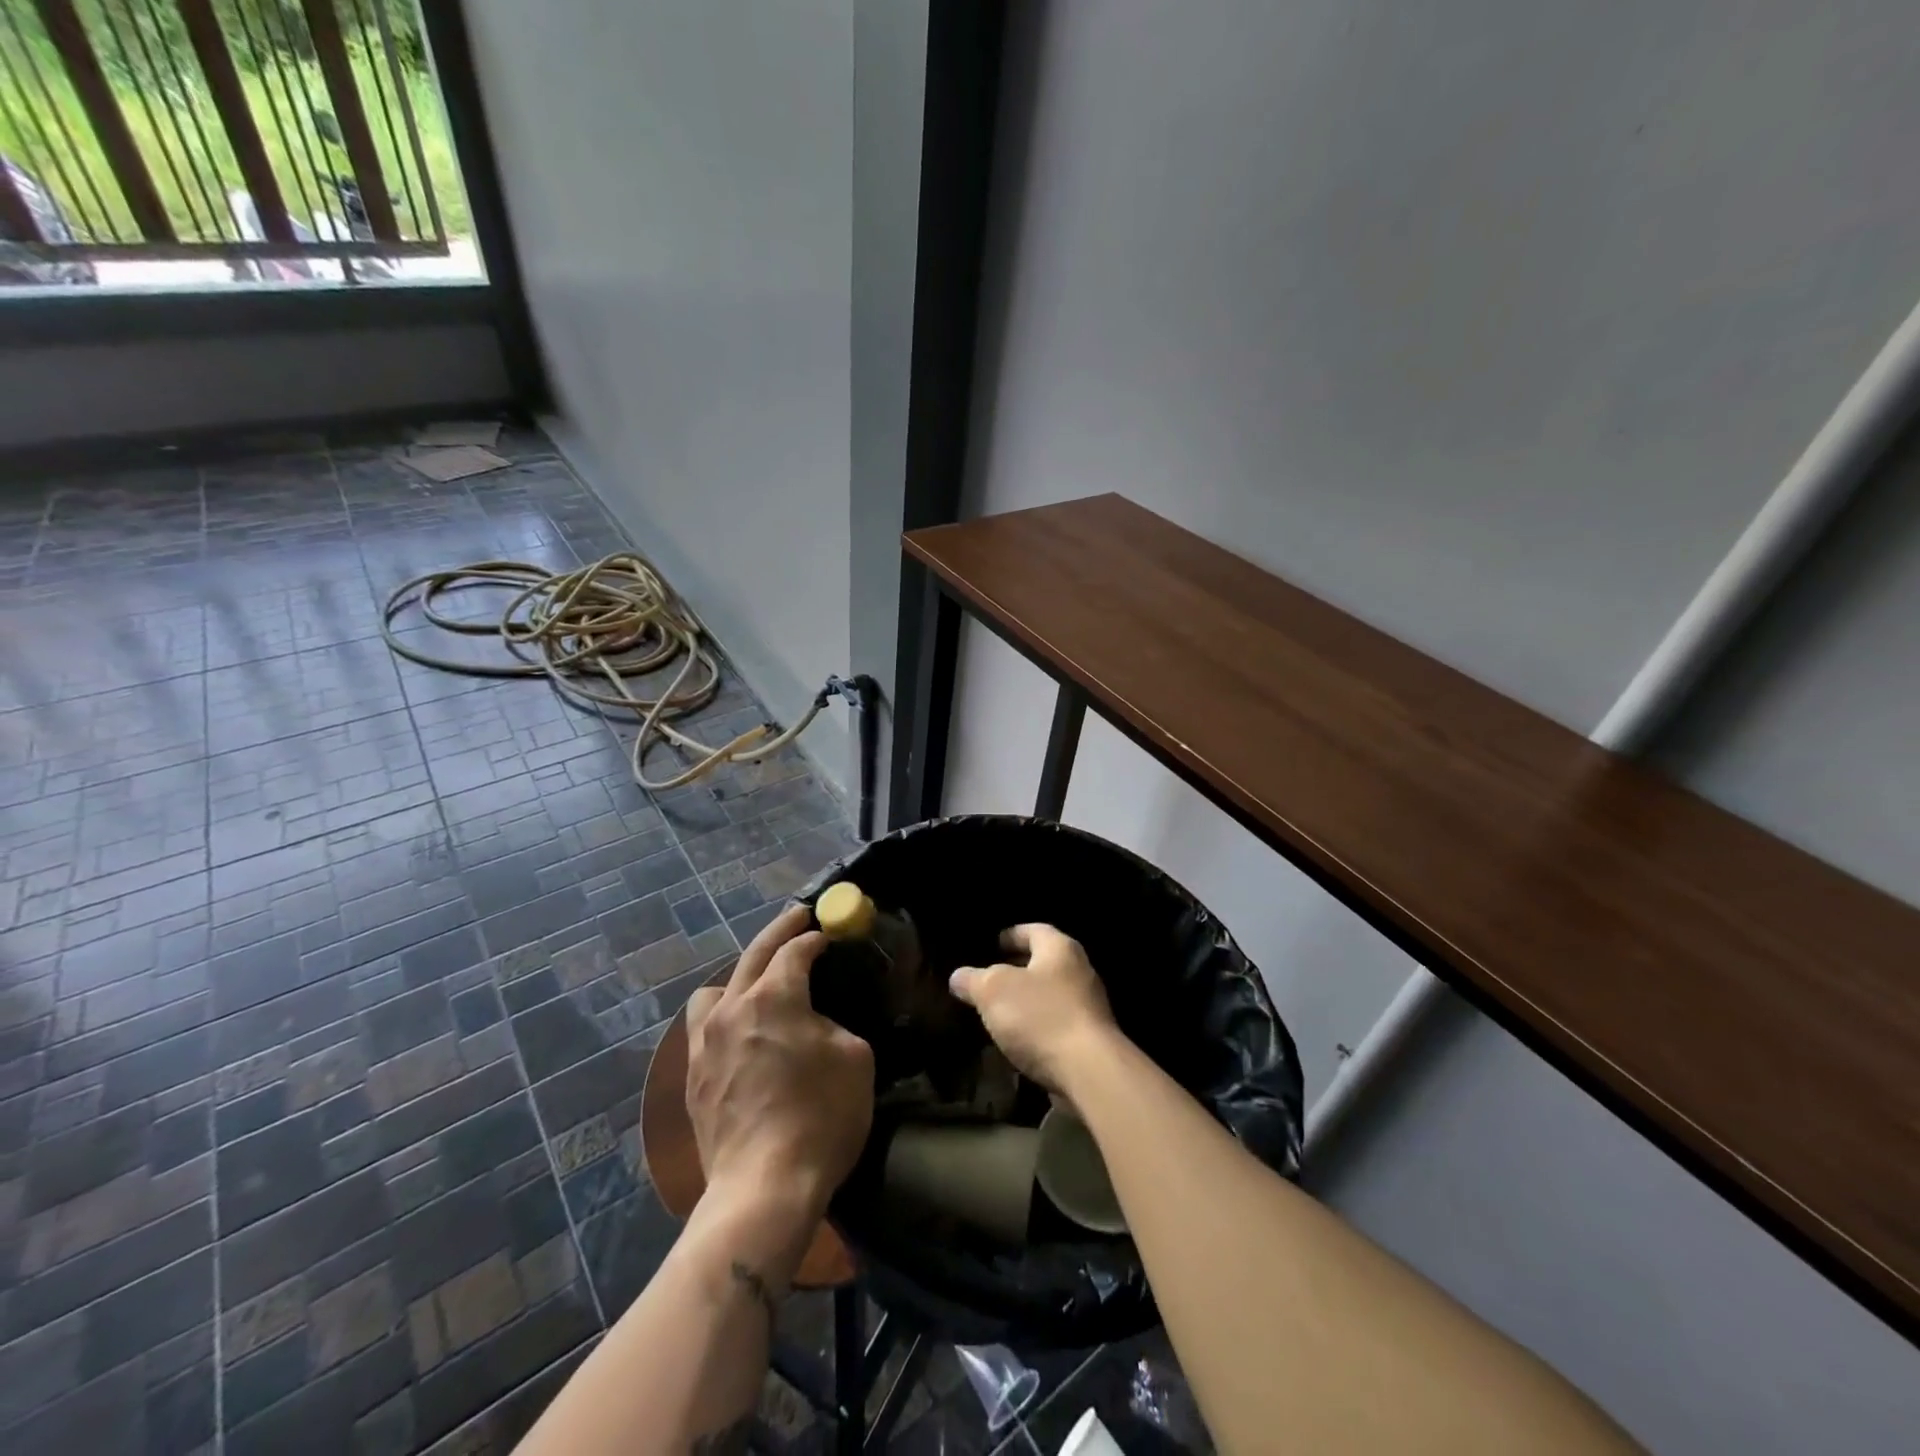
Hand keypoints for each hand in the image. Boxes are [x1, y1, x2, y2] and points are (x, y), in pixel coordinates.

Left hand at [685, 906, 874, 1220]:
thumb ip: (834, 1024)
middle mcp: (733, 1008)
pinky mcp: (691, 1077)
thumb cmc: (819, 1118)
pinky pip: (702, 1028)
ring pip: (716, 990)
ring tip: (760, 987)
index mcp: (774, 997)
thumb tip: (816, 1022)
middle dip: (780, 931)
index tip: (829, 932)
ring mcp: (704, 1043)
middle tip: (798, 916)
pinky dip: (723, 1017)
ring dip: (741, 977)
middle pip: (754, 954)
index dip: (815, 937)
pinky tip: (740, 1035)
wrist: (763, 1189)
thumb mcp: (854, 1058)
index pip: (795, 950)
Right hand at [948, 924, 1119, 1095]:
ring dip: (1027, 1000)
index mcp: (1060, 948)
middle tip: (990, 978)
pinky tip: (1018, 1040)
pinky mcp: (1090, 1039)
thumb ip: (973, 980)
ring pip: (1050, 994)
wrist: (1089, 1072)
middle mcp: (1079, 971)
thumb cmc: (1040, 1016)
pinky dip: (1038, 1026)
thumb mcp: (993, 991)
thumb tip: (958, 976)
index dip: (1011, 935)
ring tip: (998, 1010)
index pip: (1034, 930)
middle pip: (1044, 962)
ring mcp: (1089, 1006)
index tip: (993, 944)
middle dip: (1017, 969)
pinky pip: (1057, 1023)